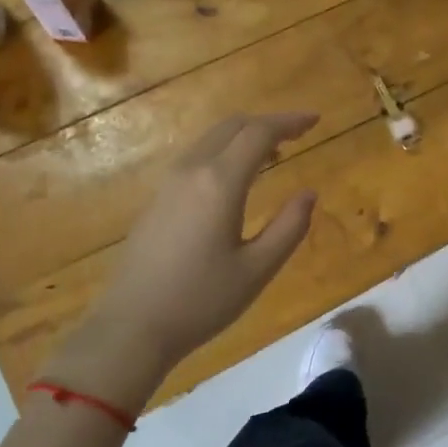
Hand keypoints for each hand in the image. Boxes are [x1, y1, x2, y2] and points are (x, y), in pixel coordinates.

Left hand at [64, 113, 318, 406]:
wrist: (131, 326)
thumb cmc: (201, 301)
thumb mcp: (257, 270)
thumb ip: (289, 227)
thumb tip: (309, 193)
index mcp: (219, 183)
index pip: (259, 133)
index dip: (289, 121)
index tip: (316, 119)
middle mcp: (192, 171)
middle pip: (232, 126)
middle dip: (268, 123)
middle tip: (299, 132)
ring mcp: (169, 183)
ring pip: (211, 139)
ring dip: (244, 136)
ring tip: (274, 153)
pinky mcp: (157, 198)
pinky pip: (197, 156)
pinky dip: (224, 151)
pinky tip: (237, 176)